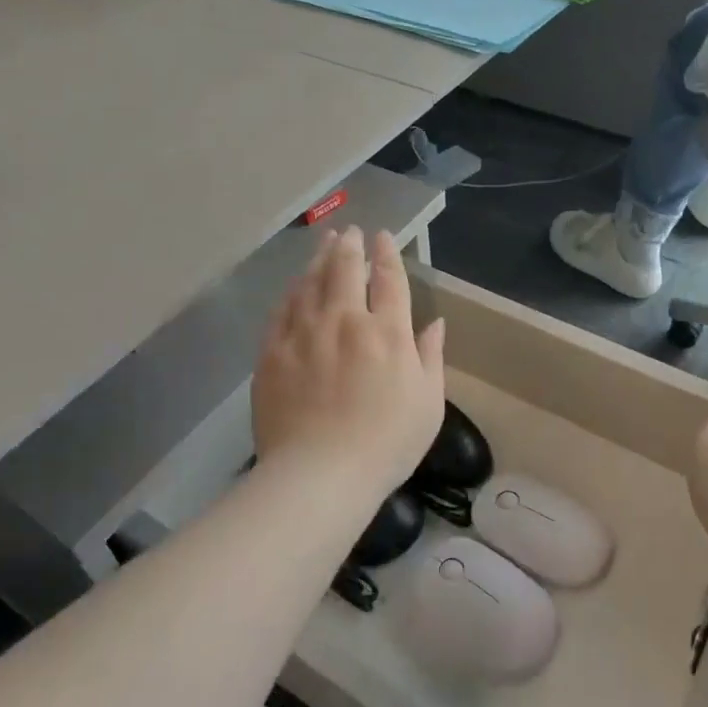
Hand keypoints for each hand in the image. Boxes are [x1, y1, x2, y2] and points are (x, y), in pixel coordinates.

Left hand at [252, 226, 446, 499]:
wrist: (319, 475)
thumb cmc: (385, 443)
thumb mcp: (427, 403)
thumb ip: (431, 356)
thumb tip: (435, 322)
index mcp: (387, 332)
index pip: (389, 279)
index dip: (386, 253)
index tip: (383, 236)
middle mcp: (345, 321)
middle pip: (345, 270)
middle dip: (350, 246)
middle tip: (350, 232)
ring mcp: (304, 334)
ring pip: (311, 283)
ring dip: (320, 258)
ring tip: (325, 243)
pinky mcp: (272, 352)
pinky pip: (282, 310)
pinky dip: (292, 291)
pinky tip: (295, 284)